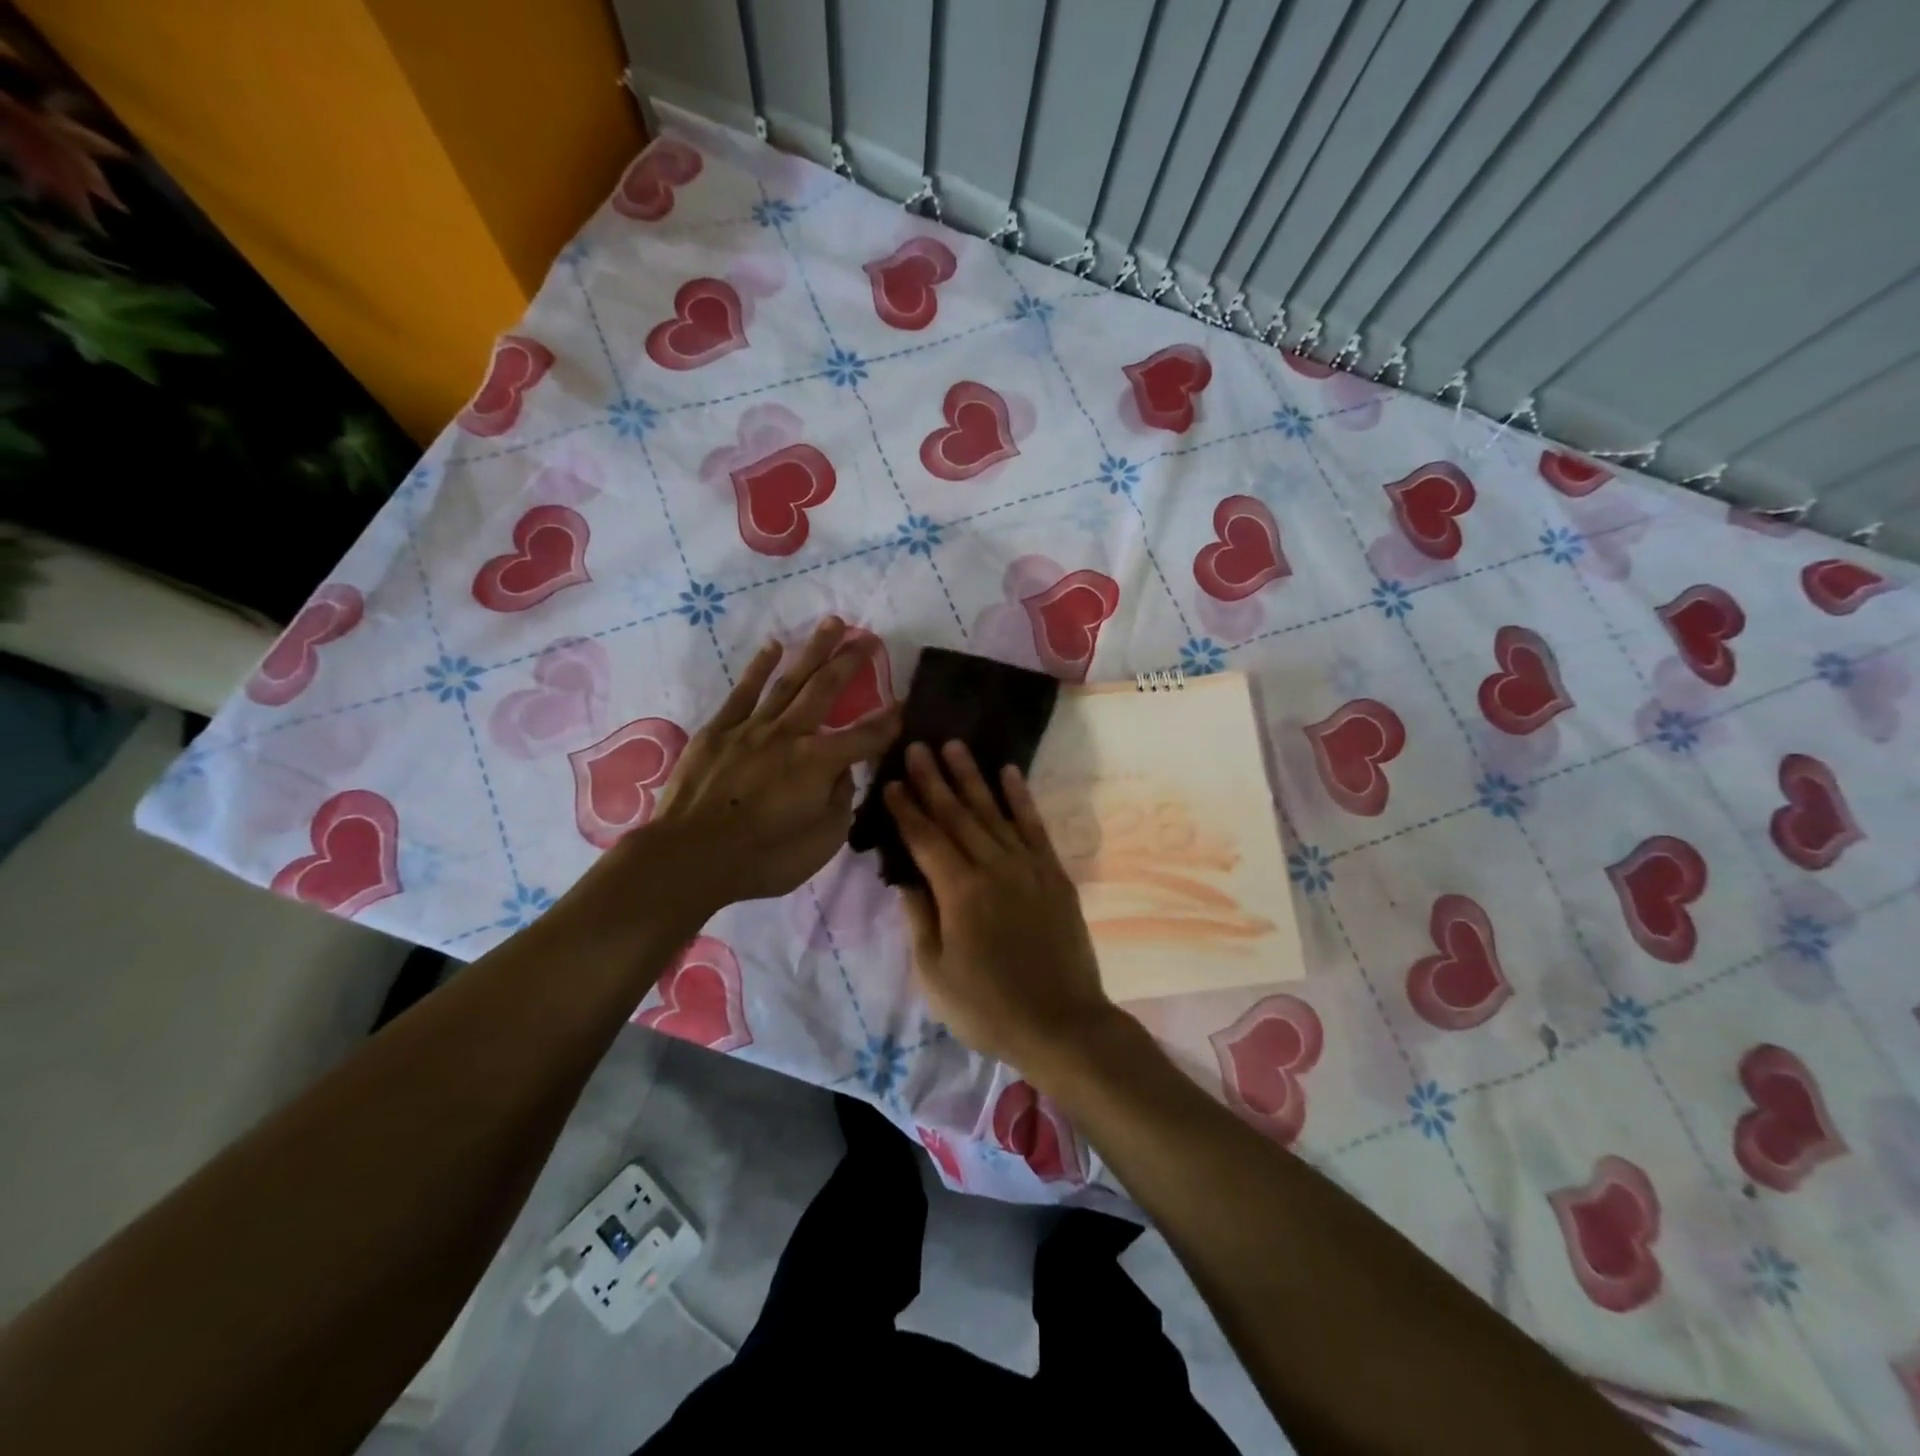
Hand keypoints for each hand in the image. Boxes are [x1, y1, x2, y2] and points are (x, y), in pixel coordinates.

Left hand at [637, 618, 899, 908]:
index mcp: (819, 762)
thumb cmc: (763, 858)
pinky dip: (760, 667)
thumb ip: (840, 802)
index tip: (907, 704)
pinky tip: (773, 647)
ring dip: (813, 651)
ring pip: (789, 680)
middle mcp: (790, 734)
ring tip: (831, 624)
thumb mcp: (821, 842)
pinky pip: (743, 691)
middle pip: (826, 689)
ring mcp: (752, 728)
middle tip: (867, 638)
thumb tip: (843, 772)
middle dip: (851, 662)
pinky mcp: (718, 731)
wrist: (690, 856)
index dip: (890, 721)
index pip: (866, 737)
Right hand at [883, 740, 1115, 1068]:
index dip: (905, 809)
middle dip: (933, 780)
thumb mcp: (935, 974)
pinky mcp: (1054, 874)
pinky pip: (1034, 826)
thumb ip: (919, 919)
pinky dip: (1021, 798)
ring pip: (993, 811)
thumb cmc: (987, 1007)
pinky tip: (1009, 773)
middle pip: (957, 815)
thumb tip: (907, 878)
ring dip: (972, 777)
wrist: (1061, 1023)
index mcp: (959, 891)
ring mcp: (1028, 867)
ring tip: (954, 747)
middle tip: (917, 747)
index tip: (890, 781)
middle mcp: (993, 867)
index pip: (925, 838)